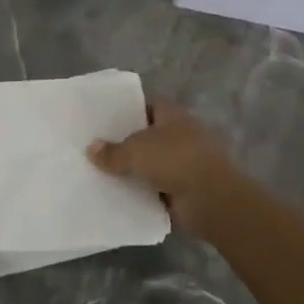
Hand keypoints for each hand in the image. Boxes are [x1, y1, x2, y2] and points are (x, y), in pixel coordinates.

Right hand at [86, 101, 253, 240]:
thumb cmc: (174, 160)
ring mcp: (186, 161)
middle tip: (99, 147)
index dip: (127, 109)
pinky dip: (145, 190)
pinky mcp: (187, 186)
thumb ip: (111, 151)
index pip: (147, 104)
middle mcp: (181, 133)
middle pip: (149, 133)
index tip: (104, 119)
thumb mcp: (135, 151)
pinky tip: (122, 193)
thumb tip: (91, 148)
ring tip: (105, 172)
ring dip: (136, 168)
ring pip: (153, 161)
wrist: (212, 199)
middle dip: (128, 141)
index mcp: (172, 114)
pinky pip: (159, 185)